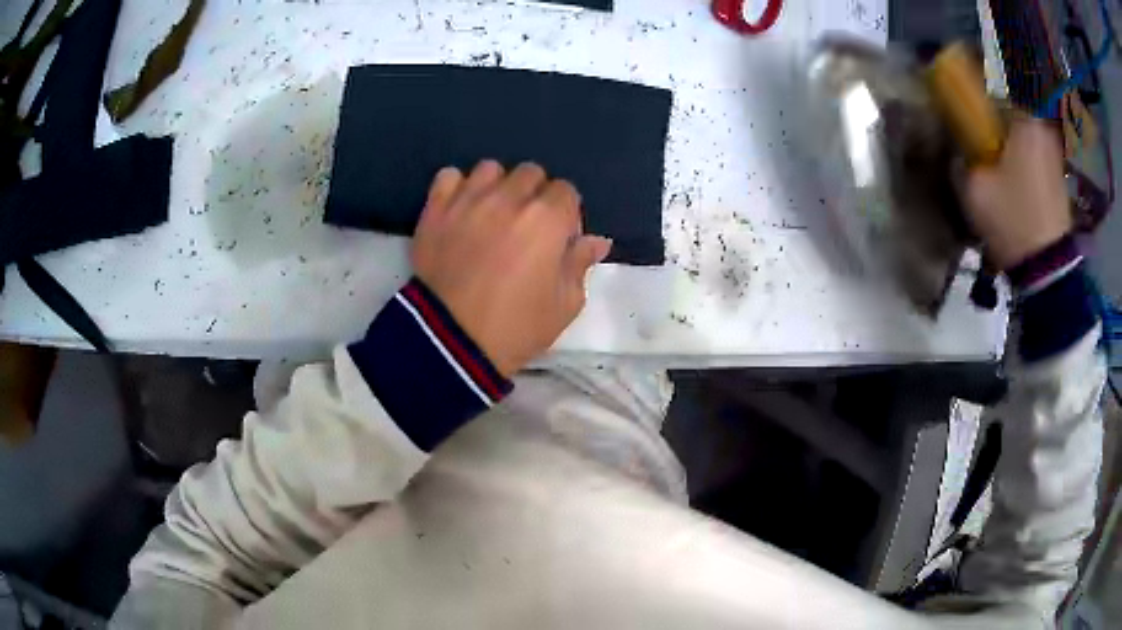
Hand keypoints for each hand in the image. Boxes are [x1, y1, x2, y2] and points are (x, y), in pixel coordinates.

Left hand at [412, 161, 611, 377]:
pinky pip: (448, 176)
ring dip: (497, 186)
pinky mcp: (436, 209)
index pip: (567, 192)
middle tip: (526, 227)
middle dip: (534, 195)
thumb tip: (597, 240)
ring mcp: (469, 199)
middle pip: (531, 173)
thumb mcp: (565, 304)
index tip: (557, 239)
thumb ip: (580, 264)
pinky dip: (457, 187)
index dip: (565, 215)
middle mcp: (509, 197)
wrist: (452, 342)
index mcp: (547, 218)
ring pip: (490, 169)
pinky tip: (461, 209)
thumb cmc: (516, 326)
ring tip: (491, 214)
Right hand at [964, 119, 1070, 269]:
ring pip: (1026, 142)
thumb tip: (957, 152)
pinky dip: (1028, 170)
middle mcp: (1043, 129)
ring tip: (1003, 179)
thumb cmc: (1013, 219)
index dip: (978, 114)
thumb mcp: (974, 190)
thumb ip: (960, 161)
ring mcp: (1056, 156)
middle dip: (999, 134)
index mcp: (1023, 120)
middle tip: (986, 157)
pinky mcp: (1062, 181)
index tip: (970, 132)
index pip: (992, 98)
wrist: (1049, 271)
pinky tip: (1019, 193)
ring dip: (1014, 153)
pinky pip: (1038, 162)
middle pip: (1012, 121)